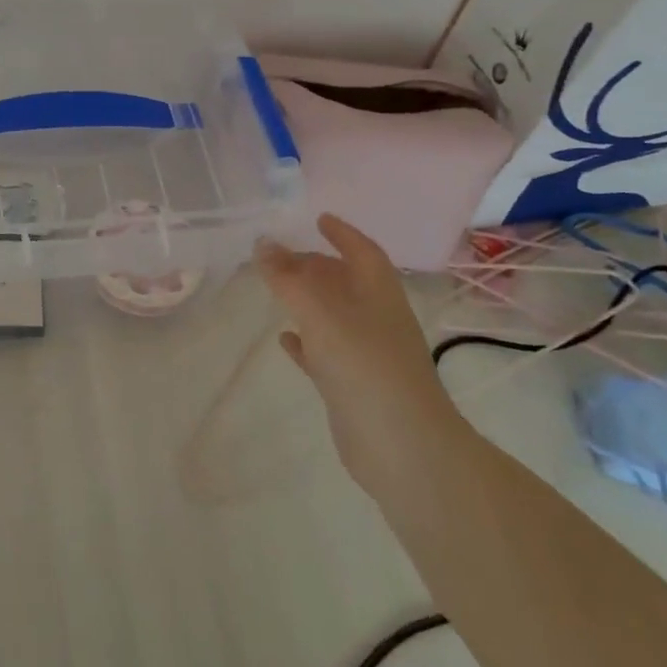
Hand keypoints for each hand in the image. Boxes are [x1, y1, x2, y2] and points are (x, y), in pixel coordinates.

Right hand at [256, 214, 463, 488]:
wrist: (403, 447)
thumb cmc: (365, 366)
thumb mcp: (321, 313)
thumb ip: (288, 279)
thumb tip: (263, 243)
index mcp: (378, 293)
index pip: (362, 251)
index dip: (342, 233)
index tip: (318, 219)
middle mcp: (375, 318)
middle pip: (344, 282)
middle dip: (316, 265)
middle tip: (280, 257)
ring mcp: (366, 353)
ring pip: (333, 316)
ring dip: (308, 301)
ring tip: (276, 290)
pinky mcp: (353, 386)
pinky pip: (324, 352)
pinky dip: (305, 341)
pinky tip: (284, 339)